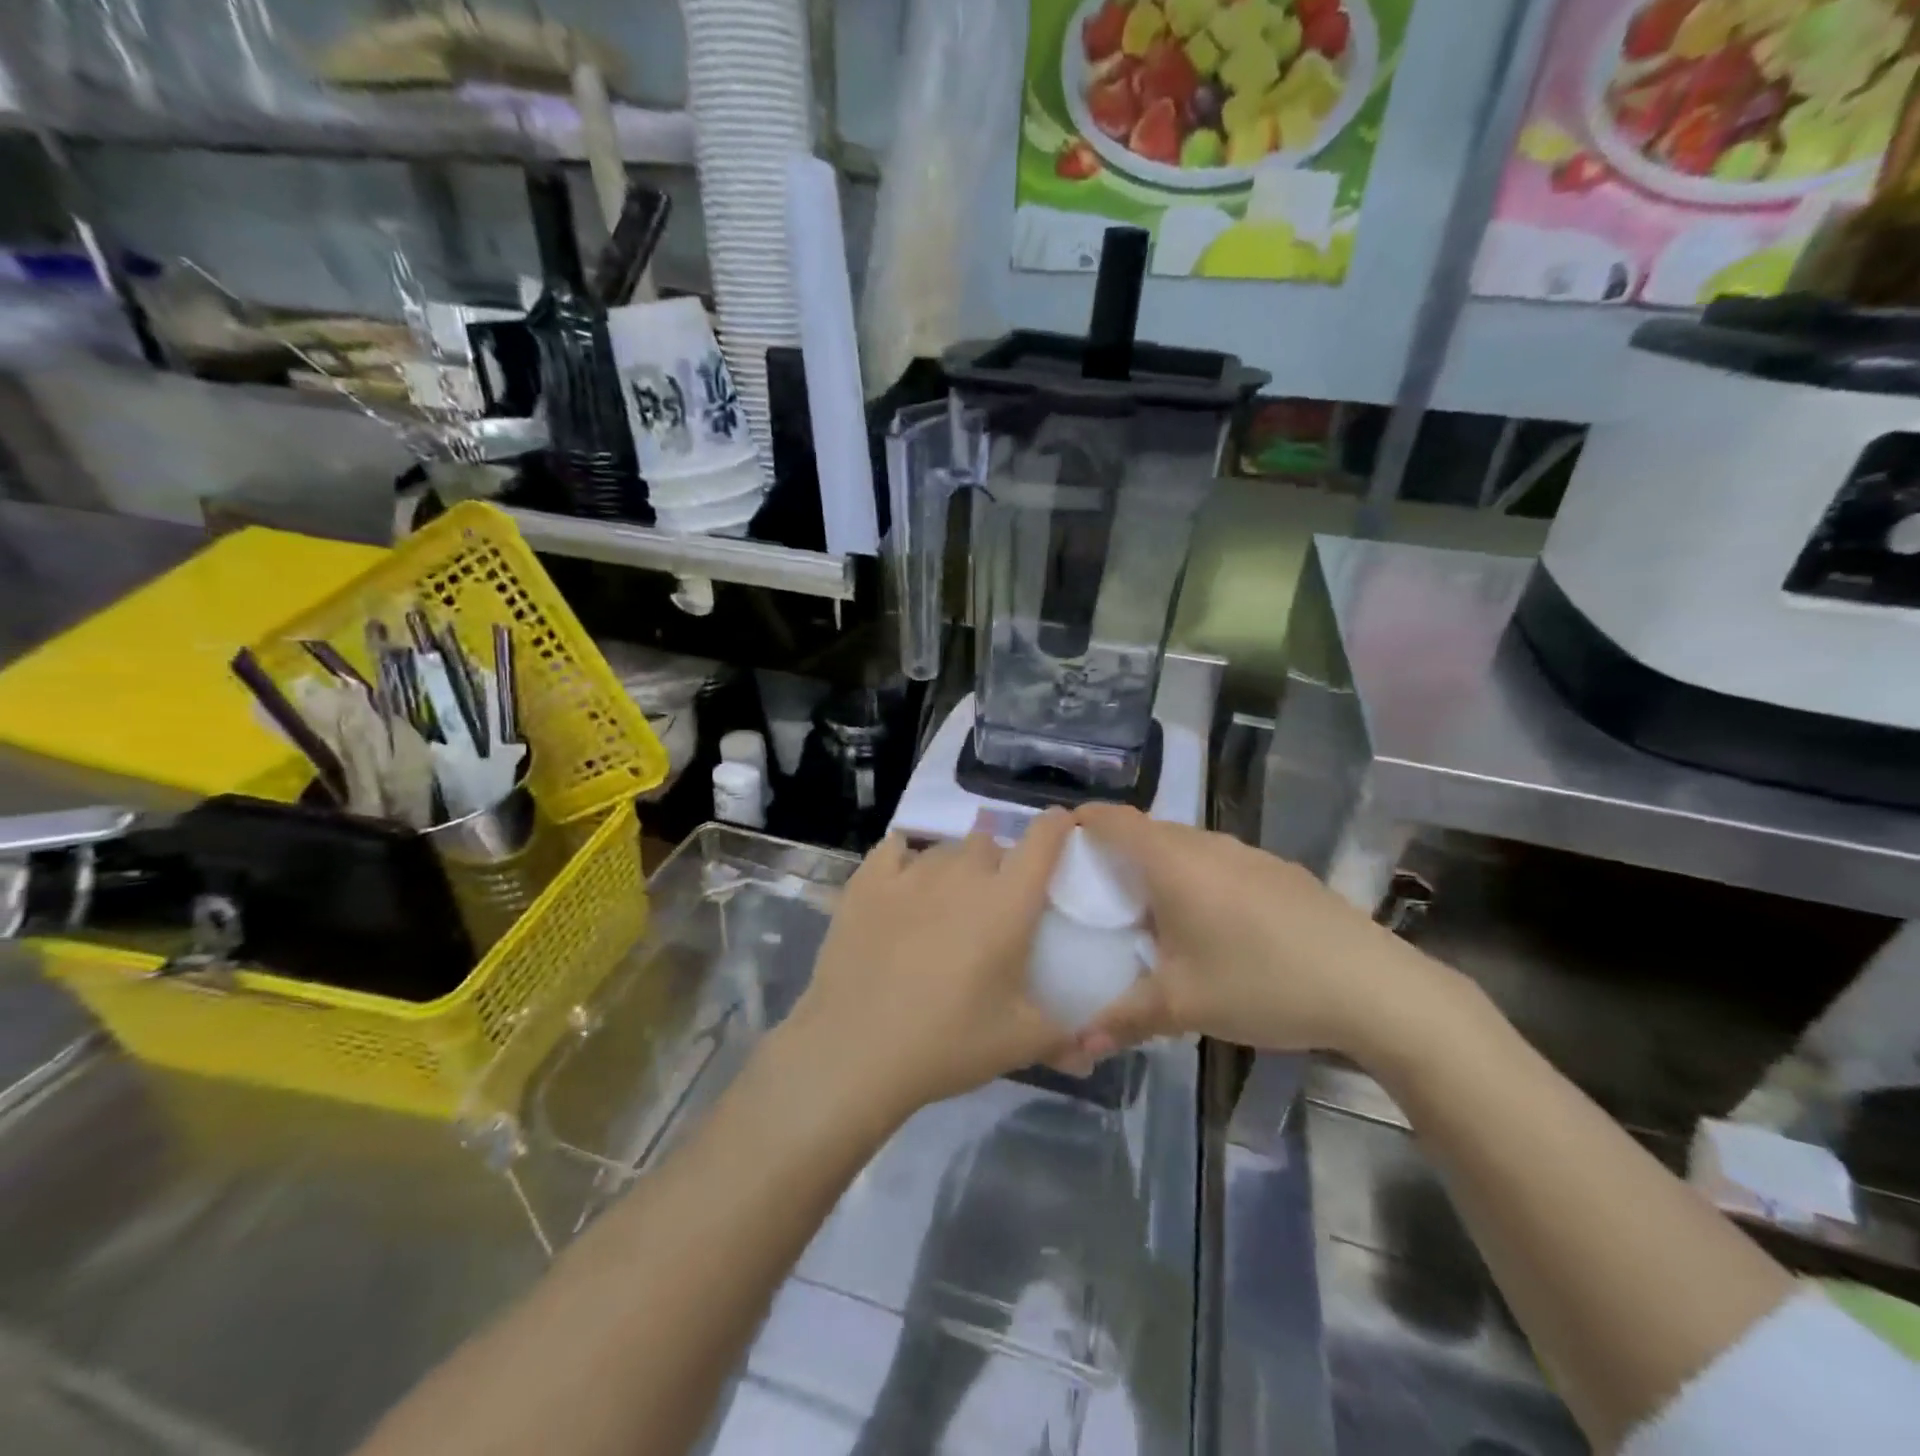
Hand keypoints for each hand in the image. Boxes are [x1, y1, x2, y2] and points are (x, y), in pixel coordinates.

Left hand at [785, 809, 1077, 1116]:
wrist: (855, 1049)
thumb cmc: (948, 1042)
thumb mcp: (1018, 1043)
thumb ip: (1063, 1037)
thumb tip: (1091, 1052)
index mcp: (1007, 901)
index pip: (1043, 840)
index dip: (1057, 826)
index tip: (1062, 828)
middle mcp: (962, 873)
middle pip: (989, 844)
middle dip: (998, 864)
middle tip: (993, 905)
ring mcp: (910, 873)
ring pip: (944, 850)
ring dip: (954, 868)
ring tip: (945, 905)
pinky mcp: (866, 882)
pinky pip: (892, 849)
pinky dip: (903, 860)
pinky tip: (901, 884)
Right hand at [1074, 805, 1434, 1059]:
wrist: (1373, 987)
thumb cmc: (1261, 982)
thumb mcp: (1183, 1005)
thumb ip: (1123, 1018)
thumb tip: (1074, 1044)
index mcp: (1172, 861)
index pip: (1112, 819)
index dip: (1080, 822)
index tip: (1057, 846)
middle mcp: (1207, 844)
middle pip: (1146, 831)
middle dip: (1115, 853)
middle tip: (1092, 894)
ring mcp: (1249, 854)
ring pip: (1186, 847)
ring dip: (1159, 869)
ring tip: (1147, 914)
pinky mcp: (1280, 872)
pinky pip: (1219, 862)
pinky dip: (1196, 879)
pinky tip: (1210, 927)